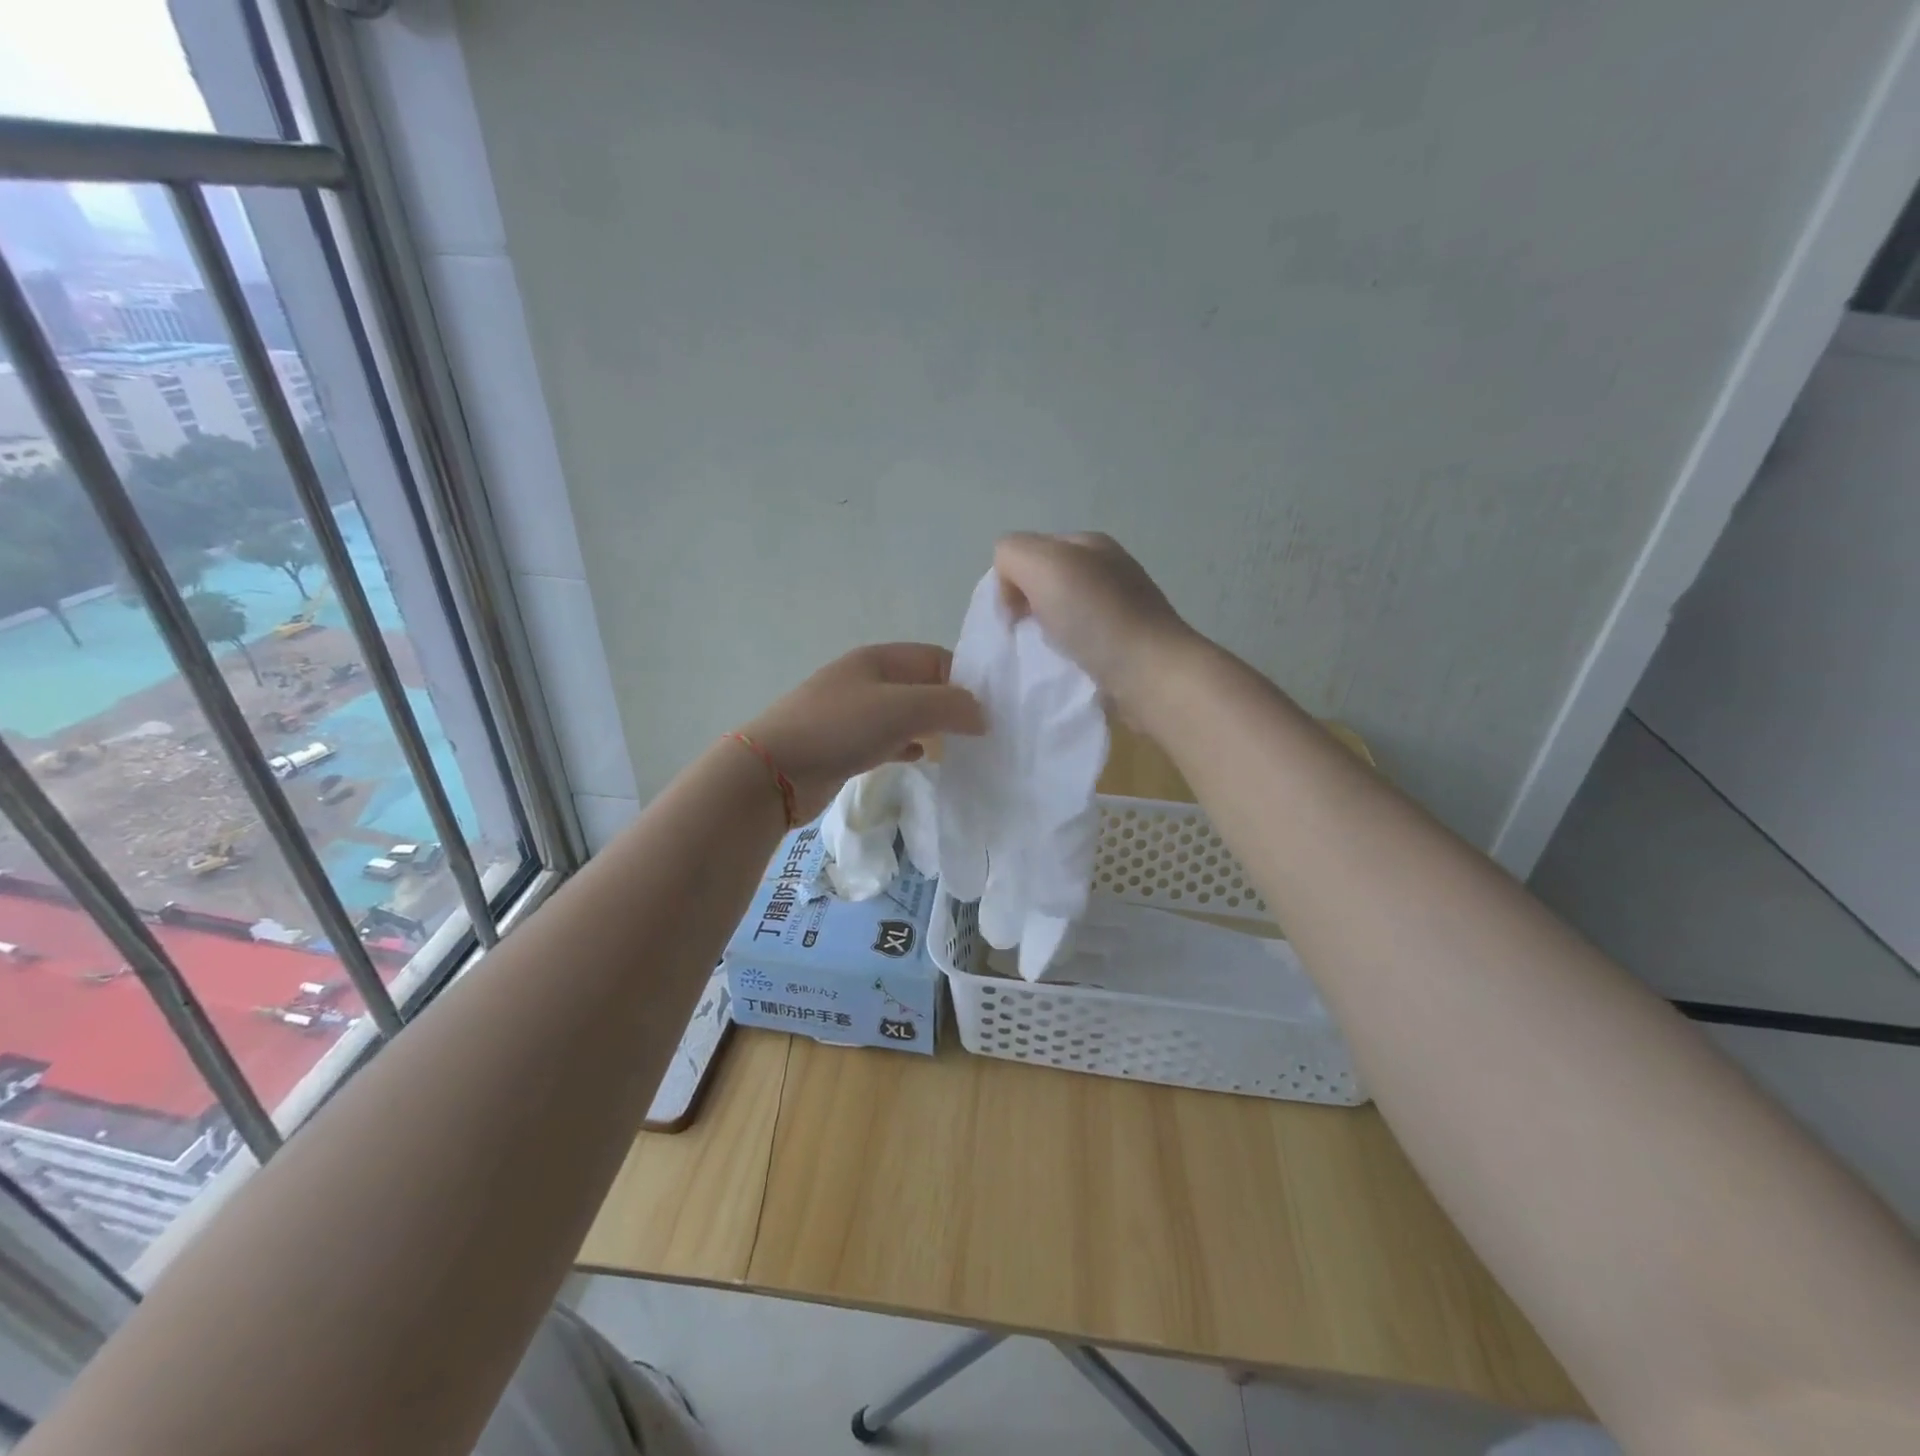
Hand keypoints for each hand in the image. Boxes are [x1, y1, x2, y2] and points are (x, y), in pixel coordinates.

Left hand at [739, 643, 985, 820]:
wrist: (774, 771)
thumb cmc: (839, 728)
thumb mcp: (902, 708)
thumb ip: (949, 705)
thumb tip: (982, 715)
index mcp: (879, 659)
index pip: (936, 658)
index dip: (965, 680)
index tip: (989, 711)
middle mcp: (867, 680)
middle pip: (922, 687)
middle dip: (951, 707)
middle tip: (980, 734)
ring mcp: (853, 713)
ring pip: (905, 715)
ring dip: (932, 729)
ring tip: (959, 749)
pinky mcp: (845, 745)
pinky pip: (887, 740)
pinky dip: (908, 746)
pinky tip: (922, 759)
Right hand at [993, 532, 1200, 715]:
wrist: (1153, 677)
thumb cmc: (1097, 617)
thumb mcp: (1043, 565)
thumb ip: (1012, 556)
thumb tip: (1010, 589)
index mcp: (1090, 545)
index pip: (1029, 552)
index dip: (1011, 580)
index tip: (1012, 615)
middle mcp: (1107, 572)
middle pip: (1045, 586)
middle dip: (1027, 610)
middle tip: (1025, 638)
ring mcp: (1120, 612)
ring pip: (1061, 619)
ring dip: (1045, 638)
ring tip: (1045, 659)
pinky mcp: (1124, 649)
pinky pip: (1079, 647)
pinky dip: (1066, 659)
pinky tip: (1066, 672)